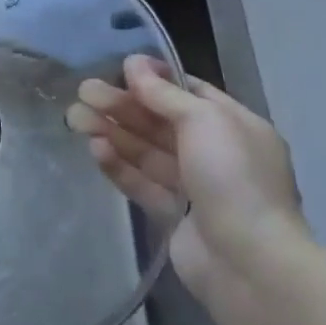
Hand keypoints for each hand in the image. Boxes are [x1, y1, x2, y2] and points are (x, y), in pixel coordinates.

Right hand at [67, 56, 308, 324]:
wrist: (249, 262)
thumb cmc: (233, 177)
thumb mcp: (204, 120)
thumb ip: (164, 93)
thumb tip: (133, 62)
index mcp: (235, 126)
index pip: (190, 93)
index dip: (154, 80)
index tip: (118, 69)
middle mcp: (217, 153)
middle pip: (161, 122)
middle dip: (122, 106)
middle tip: (83, 91)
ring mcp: (196, 187)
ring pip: (147, 151)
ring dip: (113, 132)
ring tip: (75, 118)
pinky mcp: (174, 215)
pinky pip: (142, 182)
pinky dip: (119, 165)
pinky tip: (95, 149)